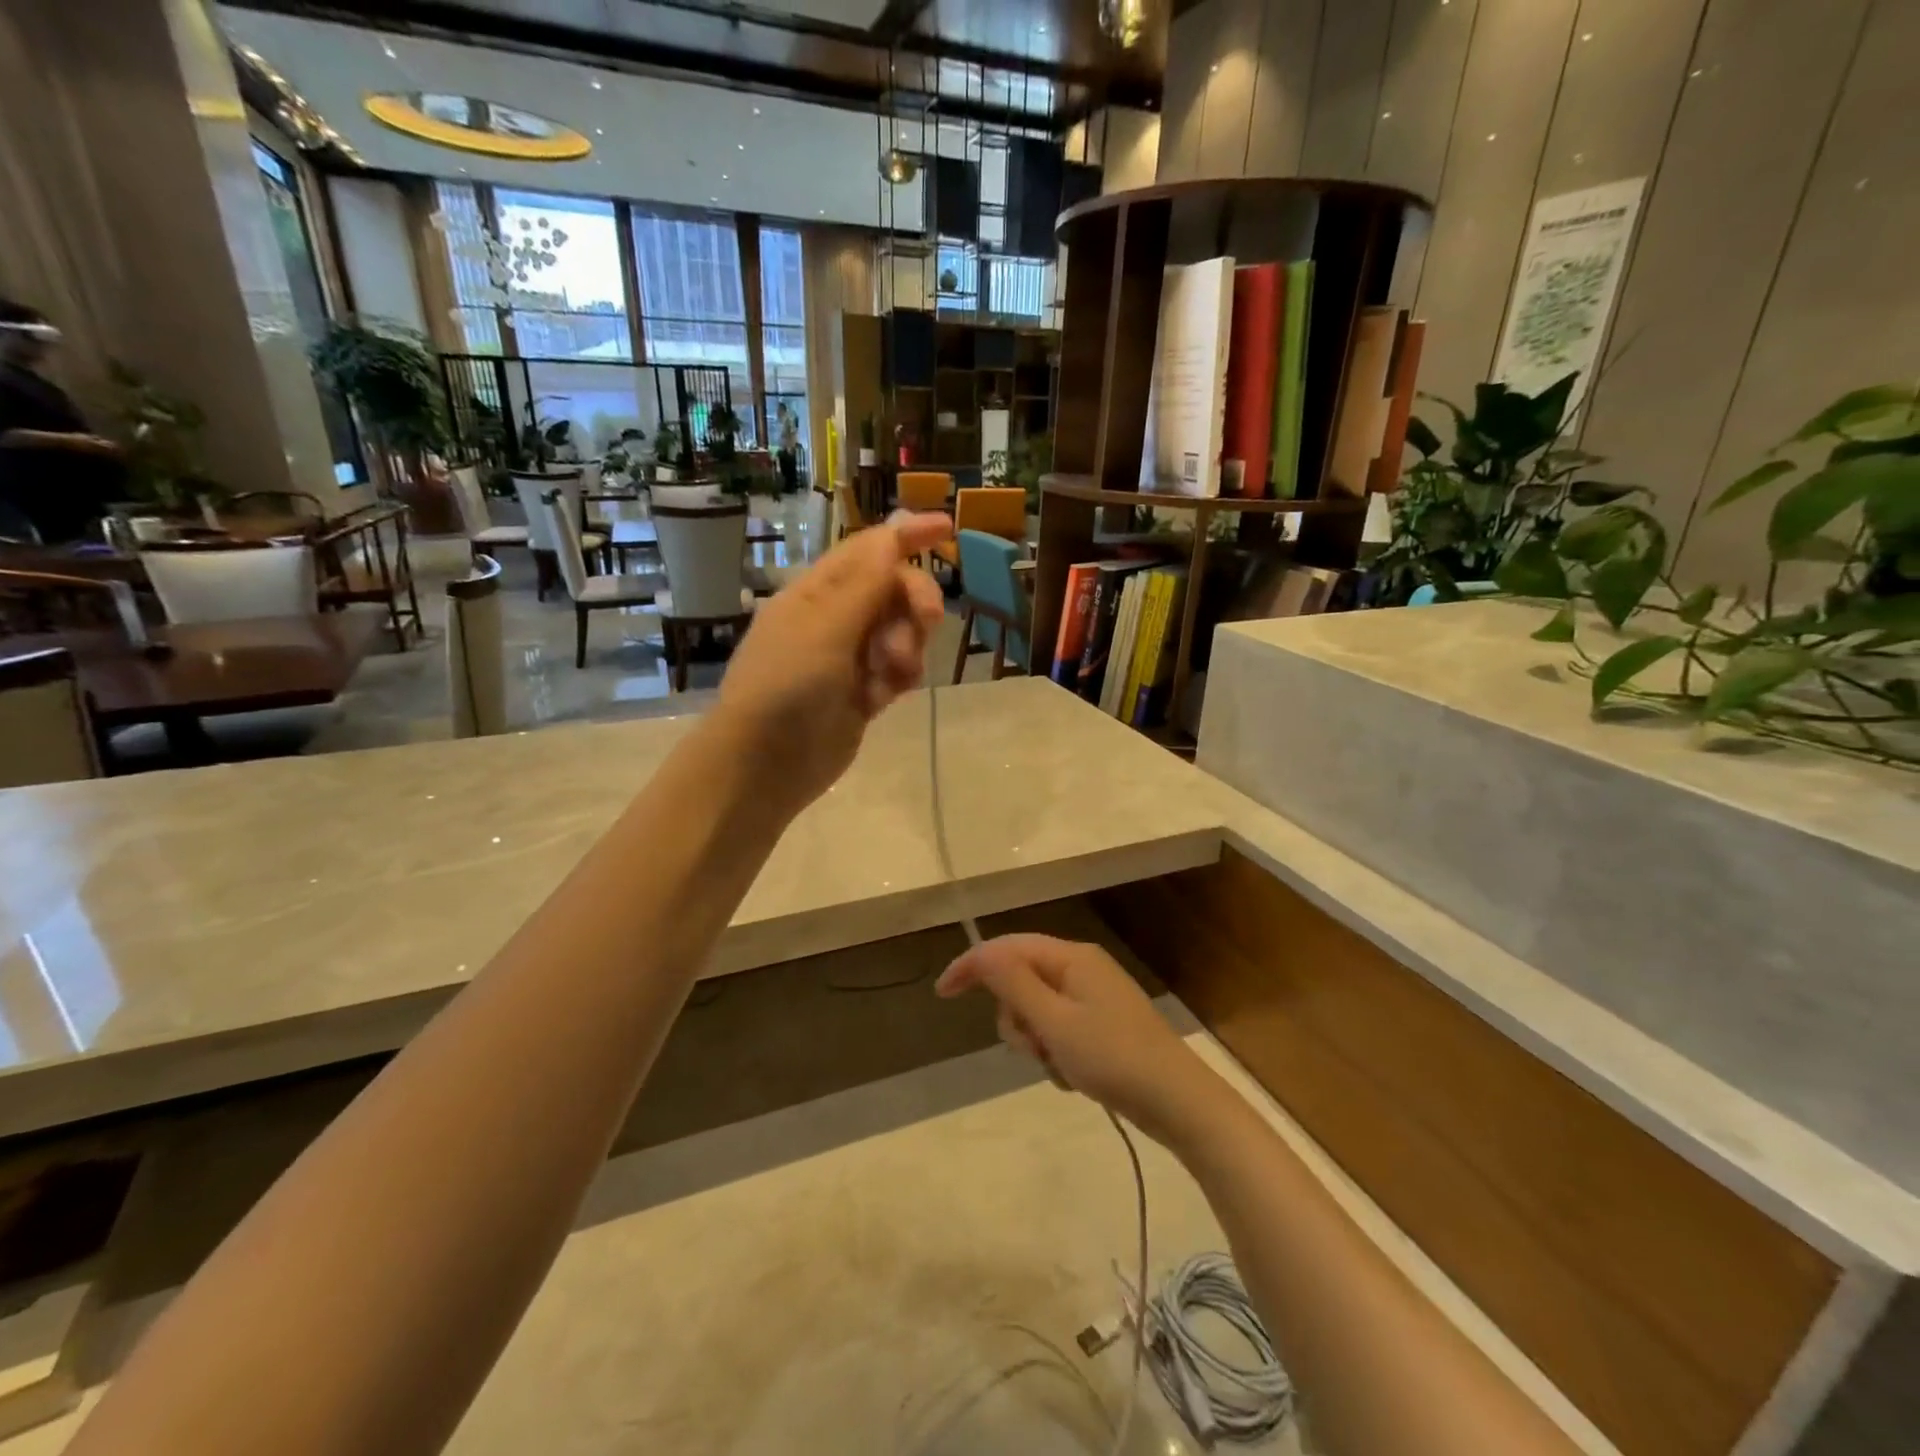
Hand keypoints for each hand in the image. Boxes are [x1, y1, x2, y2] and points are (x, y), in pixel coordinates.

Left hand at [715, 511, 950, 817]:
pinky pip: (896, 670)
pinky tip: (886, 696)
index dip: (907, 536)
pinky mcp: (861, 693)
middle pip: (892, 590)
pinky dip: (899, 676)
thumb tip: (890, 535)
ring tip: (893, 675)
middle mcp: (834, 619)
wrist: (765, 765)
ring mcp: (848, 658)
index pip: (868, 550)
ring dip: (907, 645)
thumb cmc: (786, 687)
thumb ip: (864, 585)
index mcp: (816, 593)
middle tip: (927, 623)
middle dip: (913, 603)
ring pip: (900, 632)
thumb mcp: (825, 629)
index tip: (947, 527)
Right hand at [935, 934, 1212, 1138]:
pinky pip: (1058, 1029)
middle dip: (1016, 1017)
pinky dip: (1055, 1052)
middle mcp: (1082, 968)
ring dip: (1036, 1040)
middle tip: (1034, 1047)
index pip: (1008, 947)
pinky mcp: (1102, 1024)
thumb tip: (981, 951)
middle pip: (1021, 979)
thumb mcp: (1055, 1022)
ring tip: (1059, 1065)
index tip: (942, 994)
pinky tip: (1075, 1076)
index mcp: (1072, 957)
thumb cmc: (1113, 1058)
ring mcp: (1094, 997)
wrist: (1180, 1103)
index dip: (972, 965)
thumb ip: (1014, 984)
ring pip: (1037, 1009)